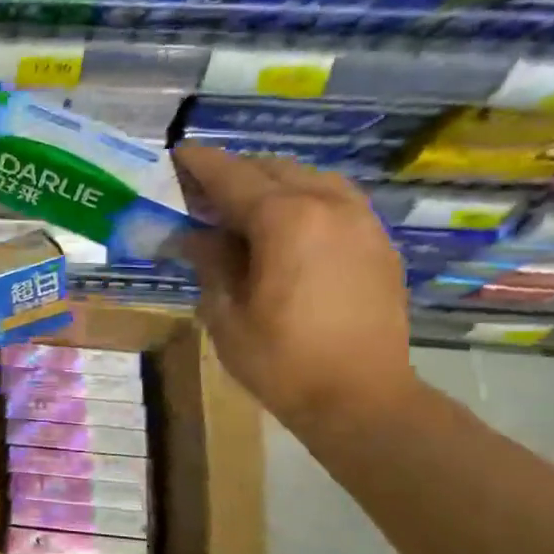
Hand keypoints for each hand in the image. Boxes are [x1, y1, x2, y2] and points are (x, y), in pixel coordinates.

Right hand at [175, 145, 415, 430]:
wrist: (362, 398)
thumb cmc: (281, 361)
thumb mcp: (226, 313)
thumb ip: (209, 261)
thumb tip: (192, 235)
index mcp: (285, 219)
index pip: (232, 177)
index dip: (200, 164)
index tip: (176, 155)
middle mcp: (328, 204)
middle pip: (272, 168)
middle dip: (234, 173)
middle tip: (201, 193)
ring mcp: (360, 220)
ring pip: (308, 178)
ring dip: (271, 183)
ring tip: (242, 208)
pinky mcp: (377, 242)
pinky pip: (334, 200)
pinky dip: (302, 199)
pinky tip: (285, 228)